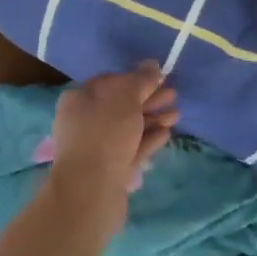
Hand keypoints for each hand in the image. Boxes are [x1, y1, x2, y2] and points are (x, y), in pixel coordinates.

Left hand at [37, 63, 176, 243]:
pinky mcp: (109, 170)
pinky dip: (148, 139)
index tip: (159, 77)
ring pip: (128, 128)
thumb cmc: (105, 133)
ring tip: (176, 114)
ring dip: (153, 119)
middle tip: (174, 94)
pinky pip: (131, 148)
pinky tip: (166, 134)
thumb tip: (152, 64)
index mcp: (79, 98)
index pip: (110, 81)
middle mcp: (84, 121)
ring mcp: (96, 147)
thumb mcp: (125, 97)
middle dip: (149, 99)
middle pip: (121, 105)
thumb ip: (141, 79)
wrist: (91, 191)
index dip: (135, 78)